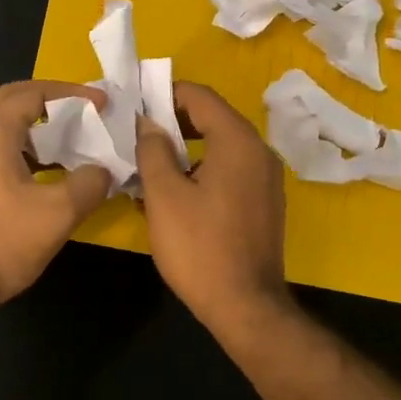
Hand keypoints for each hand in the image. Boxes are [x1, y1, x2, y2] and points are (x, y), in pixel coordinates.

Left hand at [0, 80, 112, 312]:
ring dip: (39, 130)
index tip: (101, 103)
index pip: (32, 92)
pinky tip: (50, 175)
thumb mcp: (59, 211)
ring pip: (4, 130)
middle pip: (13, 103)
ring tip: (73, 143)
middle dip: (51, 104)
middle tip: (85, 114)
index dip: (70, 93)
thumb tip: (103, 171)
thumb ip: (89, 183)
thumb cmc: (2, 239)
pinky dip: (27, 153)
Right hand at [134, 82, 287, 328]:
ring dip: (184, 150)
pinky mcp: (263, 204)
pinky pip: (228, 173)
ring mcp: (266, 180)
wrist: (244, 305)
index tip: (134, 104)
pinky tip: (171, 194)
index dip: (165, 93)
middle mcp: (259, 152)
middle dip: (172, 122)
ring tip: (147, 166)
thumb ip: (153, 150)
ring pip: (219, 148)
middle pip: (212, 119)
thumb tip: (148, 123)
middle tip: (136, 134)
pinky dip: (200, 172)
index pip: (200, 96)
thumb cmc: (199, 246)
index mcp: (238, 142)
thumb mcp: (164, 195)